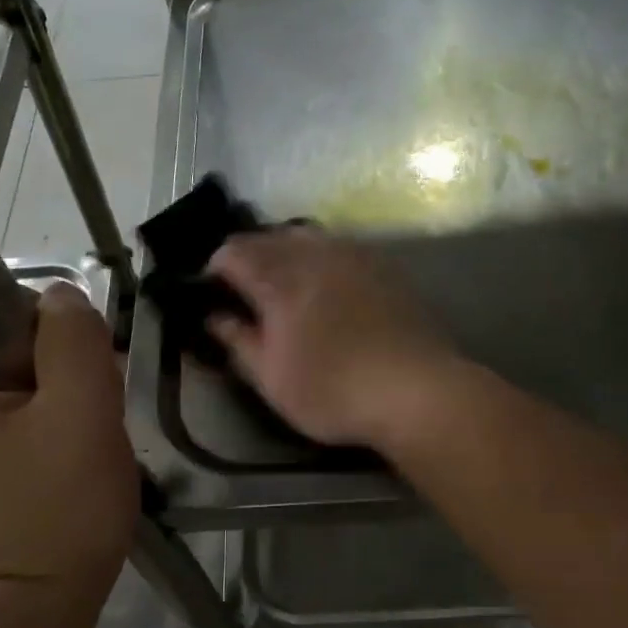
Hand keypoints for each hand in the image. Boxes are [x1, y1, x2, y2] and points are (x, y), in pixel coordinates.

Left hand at [0, 284, 136, 591]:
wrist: (48, 601)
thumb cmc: (60, 506)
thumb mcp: (80, 410)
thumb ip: (73, 339)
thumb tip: (62, 297)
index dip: (45, 328)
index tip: (81, 369)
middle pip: (8, 346)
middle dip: (63, 367)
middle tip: (95, 408)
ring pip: (24, 380)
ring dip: (68, 394)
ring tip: (92, 435)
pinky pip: (24, 414)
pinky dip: (59, 421)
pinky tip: (81, 450)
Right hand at [206, 227, 456, 448]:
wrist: (416, 391)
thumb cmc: (332, 391)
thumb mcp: (271, 378)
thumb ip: (238, 341)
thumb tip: (214, 317)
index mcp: (279, 279)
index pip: (233, 252)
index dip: (214, 269)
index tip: (212, 293)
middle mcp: (314, 254)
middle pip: (268, 237)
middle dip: (248, 256)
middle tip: (243, 290)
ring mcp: (353, 255)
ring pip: (305, 236)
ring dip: (284, 252)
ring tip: (283, 284)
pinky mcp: (383, 265)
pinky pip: (339, 246)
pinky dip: (319, 258)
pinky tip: (326, 286)